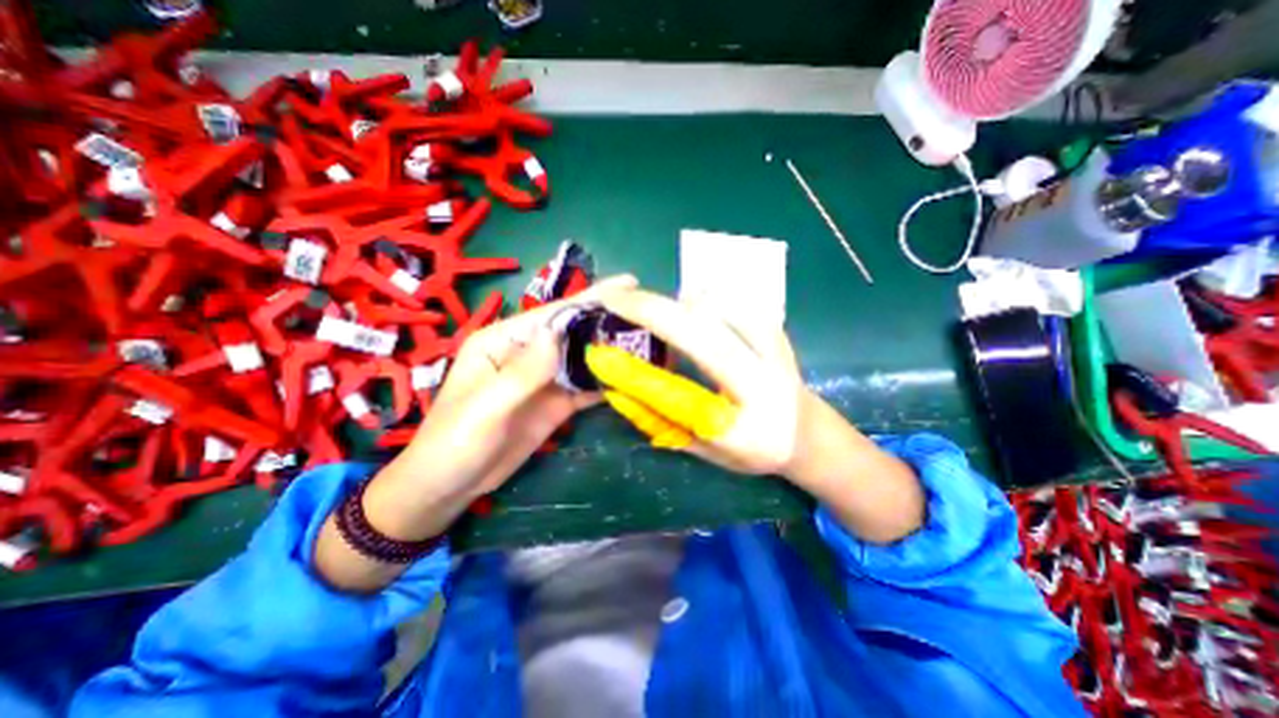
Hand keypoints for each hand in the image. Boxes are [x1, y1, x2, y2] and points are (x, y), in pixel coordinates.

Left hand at [316, 271, 638, 587]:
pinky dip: (607, 382)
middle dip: (609, 322)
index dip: (591, 299)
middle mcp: (528, 353)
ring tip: (651, 341)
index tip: (630, 285)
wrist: (449, 487)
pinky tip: (632, 376)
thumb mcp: (486, 406)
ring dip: (613, 352)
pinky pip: (586, 387)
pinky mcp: (556, 403)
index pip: (553, 314)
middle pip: (575, 333)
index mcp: (504, 341)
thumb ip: (523, 371)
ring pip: (584, 359)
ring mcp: (545, 379)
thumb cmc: (454, 441)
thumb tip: (560, 334)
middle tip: (649, 314)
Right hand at [583, 285, 802, 476]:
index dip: (639, 376)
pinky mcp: (776, 329)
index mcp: (745, 429)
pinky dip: (699, 300)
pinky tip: (685, 309)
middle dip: (654, 311)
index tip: (603, 353)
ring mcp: (776, 350)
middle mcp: (765, 384)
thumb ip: (664, 421)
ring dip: (676, 303)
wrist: (807, 431)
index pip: (683, 398)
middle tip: (616, 300)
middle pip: (705, 334)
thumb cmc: (754, 449)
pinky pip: (730, 302)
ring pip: (718, 307)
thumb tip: (619, 387)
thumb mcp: (707, 451)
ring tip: (649, 310)